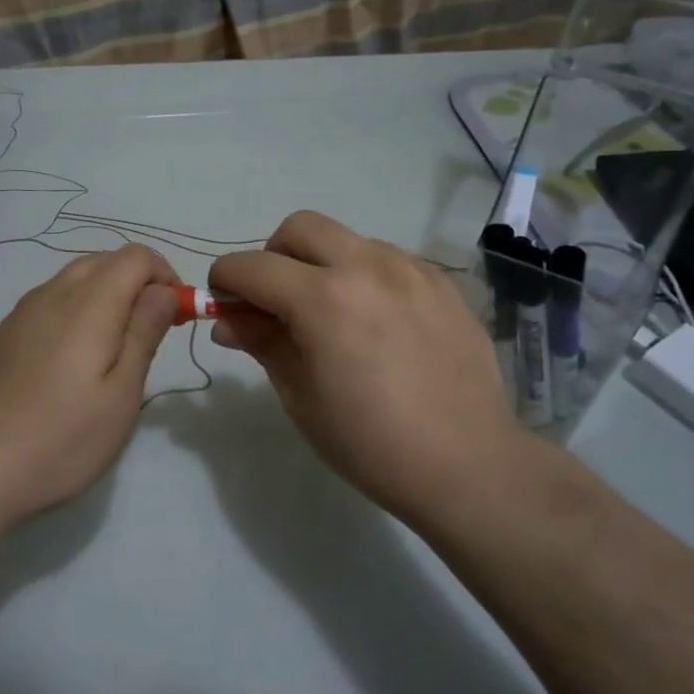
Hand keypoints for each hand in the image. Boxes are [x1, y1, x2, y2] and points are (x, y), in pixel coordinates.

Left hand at [0, 245, 179, 521]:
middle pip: (104, 261)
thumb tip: (164, 291)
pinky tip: (73, 360)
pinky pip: (51, 301)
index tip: (177, 317)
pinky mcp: (4, 334)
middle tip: (152, 332)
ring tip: (115, 349)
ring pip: (75, 279)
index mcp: (88, 303)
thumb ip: (144, 333)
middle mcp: (52, 294)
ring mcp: (22, 312)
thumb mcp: (120, 394)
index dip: (165, 275)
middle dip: (138, 283)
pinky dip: (77, 309)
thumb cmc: (60, 439)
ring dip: (107, 295)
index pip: (135, 257)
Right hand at [210, 211, 548, 529]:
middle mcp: (367, 267)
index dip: (225, 280)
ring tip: (332, 315)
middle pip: (300, 227)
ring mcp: (411, 269)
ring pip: (347, 239)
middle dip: (273, 256)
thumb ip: (262, 343)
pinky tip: (375, 320)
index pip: (252, 266)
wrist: (468, 465)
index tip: (225, 304)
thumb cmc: (371, 443)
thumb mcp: (300, 397)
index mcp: (324, 299)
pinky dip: (364, 275)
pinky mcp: (442, 281)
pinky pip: (387, 258)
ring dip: (322, 263)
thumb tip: (228, 320)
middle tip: (277, 302)